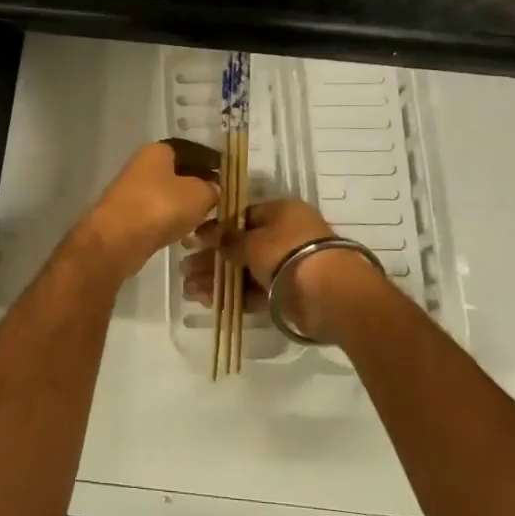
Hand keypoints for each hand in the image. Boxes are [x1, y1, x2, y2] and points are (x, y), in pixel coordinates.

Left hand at [81, 140, 220, 276]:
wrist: (117, 239)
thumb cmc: (161, 206)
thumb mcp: (199, 194)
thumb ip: (211, 188)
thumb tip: (213, 188)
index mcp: (158, 150)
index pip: (190, 149)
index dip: (209, 160)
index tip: (225, 172)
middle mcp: (142, 165)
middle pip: (176, 171)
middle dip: (197, 183)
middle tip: (218, 197)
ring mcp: (131, 191)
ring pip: (166, 194)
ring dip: (184, 204)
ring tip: (206, 217)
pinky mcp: (127, 216)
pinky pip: (156, 213)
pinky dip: (171, 219)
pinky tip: (185, 231)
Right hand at [180, 198, 387, 343]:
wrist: (329, 294)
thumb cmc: (288, 253)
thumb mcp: (252, 241)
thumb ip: (228, 239)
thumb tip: (208, 233)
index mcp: (282, 212)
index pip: (243, 216)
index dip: (217, 228)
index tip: (193, 240)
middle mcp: (286, 236)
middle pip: (242, 246)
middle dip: (212, 259)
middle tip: (185, 269)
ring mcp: (288, 267)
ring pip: (246, 271)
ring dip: (218, 280)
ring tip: (189, 290)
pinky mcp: (288, 295)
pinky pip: (256, 292)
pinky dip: (234, 296)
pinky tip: (209, 302)